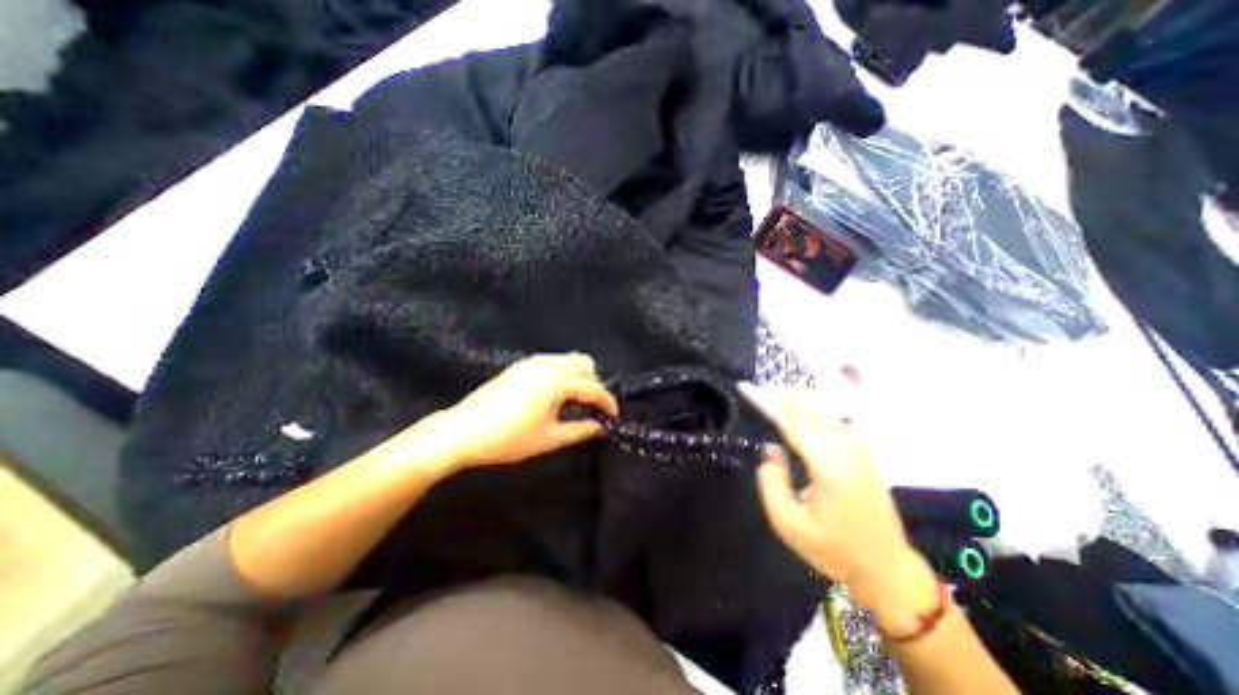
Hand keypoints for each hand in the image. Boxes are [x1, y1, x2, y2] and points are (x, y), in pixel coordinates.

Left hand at [421, 354, 618, 473]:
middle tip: (589, 409)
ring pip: (568, 361)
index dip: (608, 403)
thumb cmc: (508, 438)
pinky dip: (562, 375)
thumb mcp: (550, 439)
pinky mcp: (520, 365)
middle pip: (585, 365)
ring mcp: (532, 362)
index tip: (614, 418)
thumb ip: (581, 430)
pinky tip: (552, 396)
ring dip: (578, 379)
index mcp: (558, 380)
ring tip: (572, 404)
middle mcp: (548, 364)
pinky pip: (552, 363)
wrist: (461, 431)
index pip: (594, 388)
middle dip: (594, 385)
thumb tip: (601, 426)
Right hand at [733, 382, 918, 599]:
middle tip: (754, 389)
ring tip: (772, 393)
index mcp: (829, 466)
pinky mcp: (863, 450)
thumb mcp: (789, 524)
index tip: (746, 388)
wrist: (886, 566)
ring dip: (796, 397)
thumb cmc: (834, 549)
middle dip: (779, 395)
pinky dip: (813, 405)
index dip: (767, 402)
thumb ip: (771, 482)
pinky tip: (801, 404)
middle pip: (809, 407)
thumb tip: (771, 449)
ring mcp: (859, 447)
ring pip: (823, 407)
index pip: (792, 421)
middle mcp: (847, 448)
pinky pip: (834, 416)